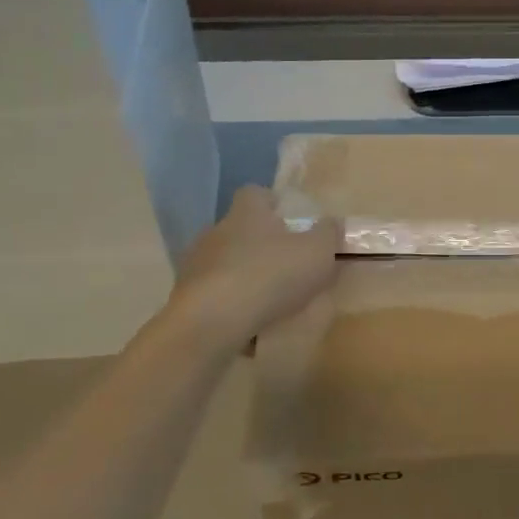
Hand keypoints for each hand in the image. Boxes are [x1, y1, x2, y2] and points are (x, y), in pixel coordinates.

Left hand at [168, 186, 340, 342]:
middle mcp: (217, 231)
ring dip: (244, 277)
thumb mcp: (317, 252)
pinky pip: (214, 296)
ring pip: (225, 264)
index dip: (273, 204)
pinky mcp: (186, 297)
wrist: (212, 322)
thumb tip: (332, 223)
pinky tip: (248, 325)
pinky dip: (230, 306)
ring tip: (269, 302)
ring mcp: (196, 265)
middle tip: (287, 266)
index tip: (291, 222)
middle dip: (261, 245)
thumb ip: (329, 234)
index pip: (256, 193)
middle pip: (240, 229)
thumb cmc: (270, 275)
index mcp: (247, 212)